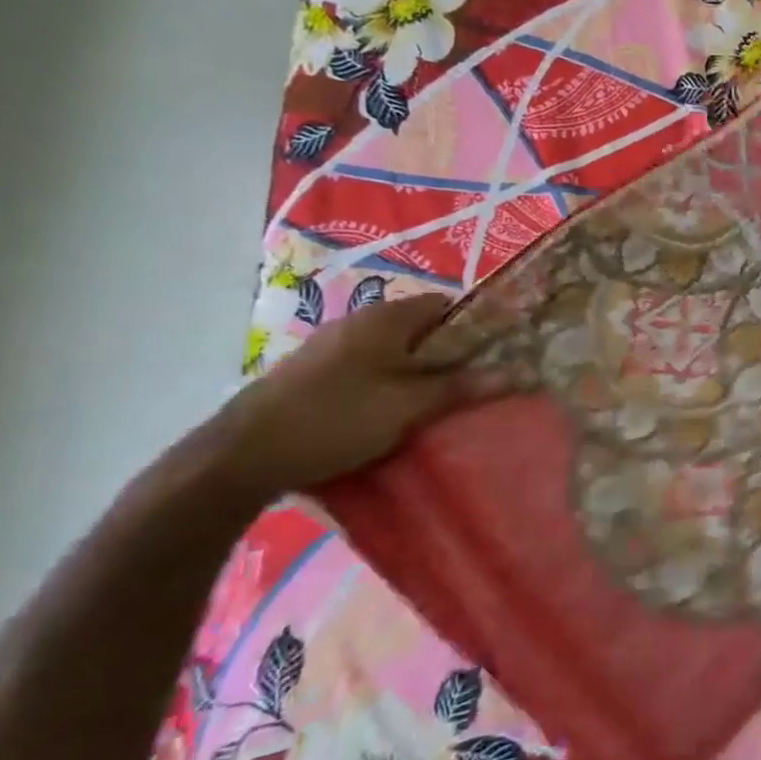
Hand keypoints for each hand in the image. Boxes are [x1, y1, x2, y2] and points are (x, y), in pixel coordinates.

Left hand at [200, 293, 501, 501]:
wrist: (242, 455)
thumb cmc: (337, 418)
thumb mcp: (410, 405)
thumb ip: (463, 387)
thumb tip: (517, 372)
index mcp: (385, 319)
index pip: (445, 304)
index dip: (476, 324)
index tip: (499, 352)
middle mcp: (358, 323)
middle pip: (421, 330)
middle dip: (451, 354)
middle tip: (476, 384)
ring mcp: (332, 348)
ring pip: (395, 352)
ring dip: (421, 373)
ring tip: (441, 403)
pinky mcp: (315, 374)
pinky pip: (370, 370)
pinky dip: (391, 384)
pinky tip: (396, 414)